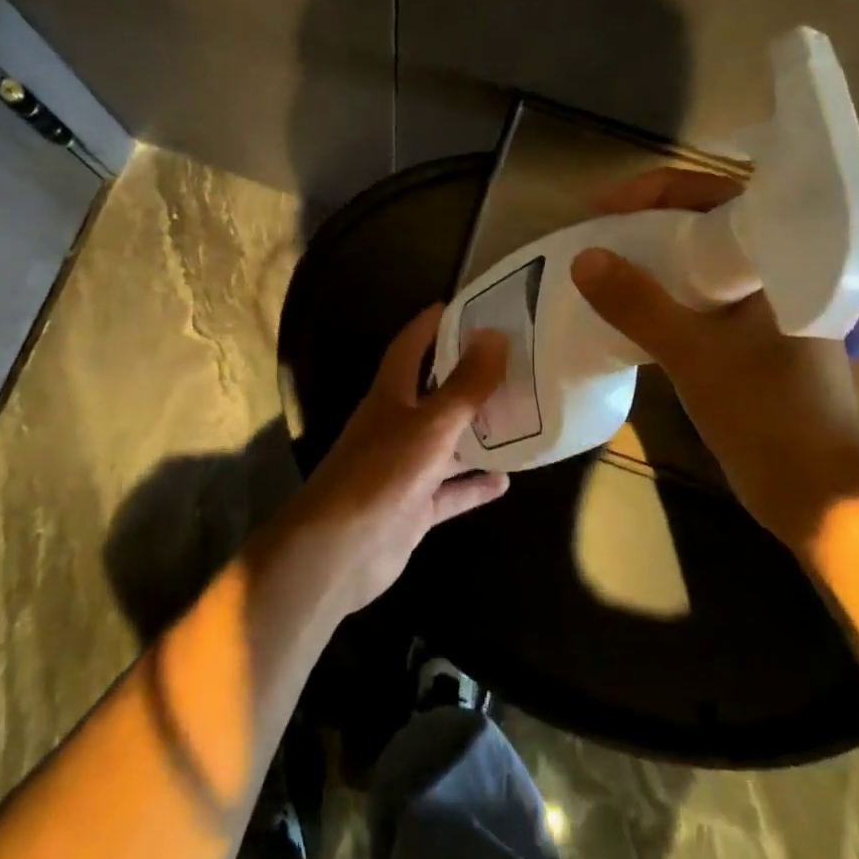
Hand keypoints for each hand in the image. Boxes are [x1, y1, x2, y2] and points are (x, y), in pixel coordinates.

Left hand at [285, 306, 509, 615]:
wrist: (339, 552)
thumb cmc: (382, 474)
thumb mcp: (431, 424)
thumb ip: (466, 384)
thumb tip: (495, 334)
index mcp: (391, 395)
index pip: (411, 346)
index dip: (433, 324)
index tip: (466, 306)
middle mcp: (396, 425)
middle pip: (434, 392)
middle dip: (466, 376)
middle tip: (510, 361)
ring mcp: (405, 468)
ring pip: (447, 442)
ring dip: (477, 432)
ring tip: (519, 416)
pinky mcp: (413, 507)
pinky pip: (450, 491)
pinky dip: (474, 485)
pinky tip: (506, 480)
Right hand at [570, 167, 858, 551]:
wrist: (817, 496)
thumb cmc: (771, 413)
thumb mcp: (696, 354)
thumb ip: (639, 304)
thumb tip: (582, 258)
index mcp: (780, 258)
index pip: (716, 195)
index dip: (657, 191)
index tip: (605, 206)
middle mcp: (771, 273)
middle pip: (701, 225)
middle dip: (646, 222)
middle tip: (595, 231)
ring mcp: (758, 308)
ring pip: (694, 264)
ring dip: (649, 260)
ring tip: (600, 263)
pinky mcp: (744, 340)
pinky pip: (693, 300)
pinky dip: (658, 297)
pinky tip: (623, 307)